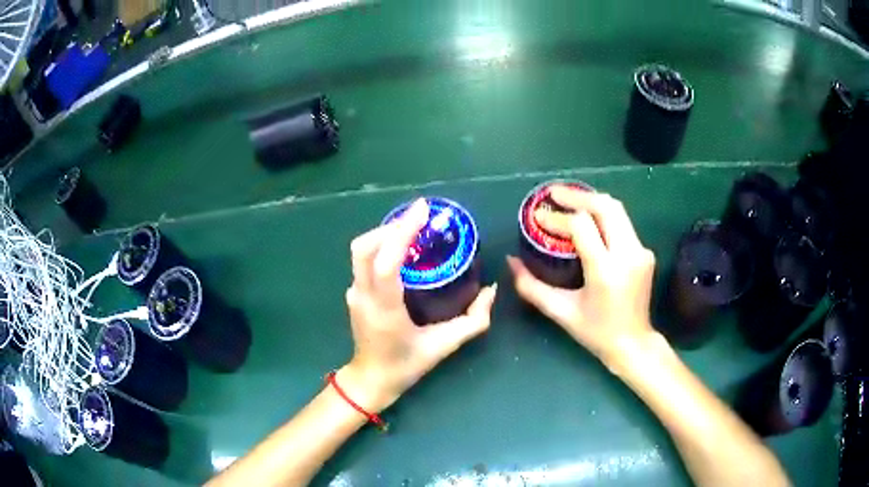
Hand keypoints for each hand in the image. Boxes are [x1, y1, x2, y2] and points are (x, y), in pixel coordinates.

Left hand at [340, 199, 497, 412]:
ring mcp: (354, 293)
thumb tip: (491, 291)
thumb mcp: (444, 346)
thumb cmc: (406, 365)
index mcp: (384, 310)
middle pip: (364, 247)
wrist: (371, 379)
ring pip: (361, 251)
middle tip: (420, 218)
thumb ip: (473, 321)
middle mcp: (363, 296)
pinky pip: (363, 260)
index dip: (401, 232)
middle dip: (391, 226)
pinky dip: (381, 246)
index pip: (385, 262)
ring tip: (413, 229)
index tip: (423, 210)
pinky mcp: (354, 293)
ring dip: (385, 233)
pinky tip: (402, 250)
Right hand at [507, 187, 656, 370]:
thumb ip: (532, 287)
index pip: (582, 226)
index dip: (558, 217)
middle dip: (577, 197)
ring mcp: (640, 251)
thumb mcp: (561, 312)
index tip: (538, 216)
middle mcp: (627, 255)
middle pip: (605, 207)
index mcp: (605, 271)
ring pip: (617, 210)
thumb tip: (511, 261)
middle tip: (553, 194)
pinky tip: (588, 219)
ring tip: (568, 200)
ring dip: (591, 201)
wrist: (633, 344)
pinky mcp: (645, 252)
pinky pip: (623, 223)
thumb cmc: (596, 332)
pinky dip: (603, 215)